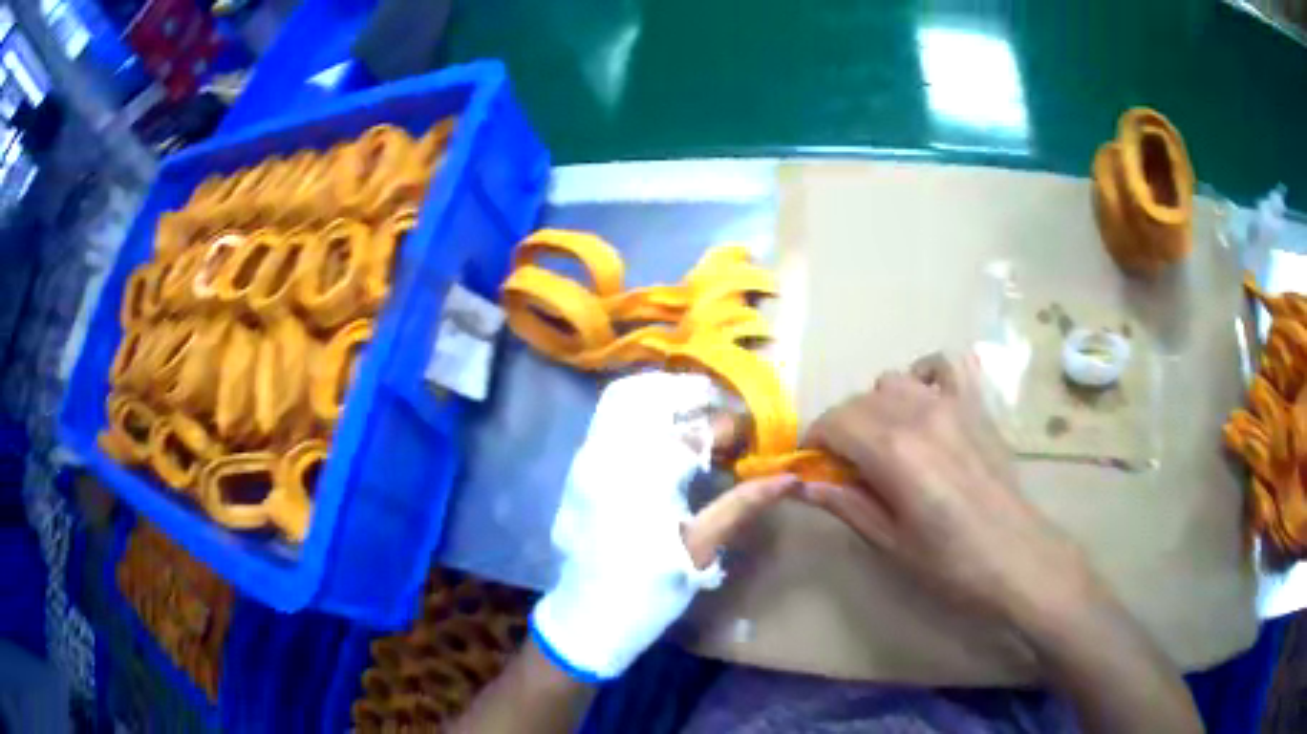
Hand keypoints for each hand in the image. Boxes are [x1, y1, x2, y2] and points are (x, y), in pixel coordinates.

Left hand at [532, 372, 798, 681]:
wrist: (586, 617)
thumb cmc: (648, 592)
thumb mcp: (698, 552)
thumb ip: (741, 506)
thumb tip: (789, 478)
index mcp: (641, 482)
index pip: (691, 430)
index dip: (727, 425)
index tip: (749, 432)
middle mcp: (607, 458)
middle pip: (650, 394)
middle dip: (691, 392)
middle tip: (722, 409)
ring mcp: (586, 458)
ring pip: (622, 398)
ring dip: (663, 395)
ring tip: (694, 412)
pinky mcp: (577, 466)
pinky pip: (606, 416)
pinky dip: (638, 408)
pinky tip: (661, 430)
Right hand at [801, 352, 1090, 624]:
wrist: (1016, 557)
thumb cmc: (950, 562)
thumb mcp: (889, 542)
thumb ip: (845, 504)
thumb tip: (801, 485)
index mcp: (894, 451)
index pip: (834, 422)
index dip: (815, 441)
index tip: (814, 466)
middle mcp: (919, 413)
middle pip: (860, 401)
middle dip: (842, 429)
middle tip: (847, 467)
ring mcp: (952, 403)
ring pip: (894, 380)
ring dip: (877, 405)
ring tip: (885, 441)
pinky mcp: (976, 405)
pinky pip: (944, 365)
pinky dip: (924, 375)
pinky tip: (923, 402)